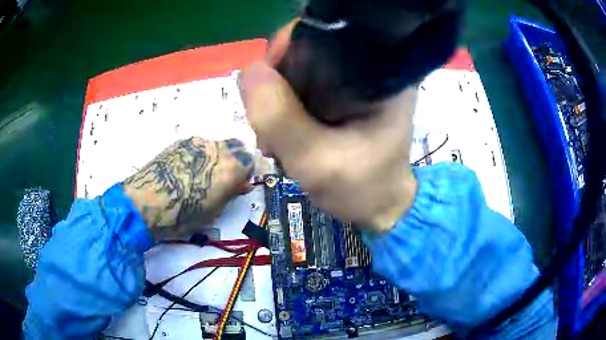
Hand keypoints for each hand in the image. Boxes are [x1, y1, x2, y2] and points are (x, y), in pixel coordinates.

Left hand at [123, 137, 252, 239]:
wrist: (147, 201)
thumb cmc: (184, 214)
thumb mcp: (214, 211)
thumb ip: (231, 193)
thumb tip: (242, 184)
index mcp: (231, 167)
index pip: (252, 161)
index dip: (248, 172)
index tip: (241, 183)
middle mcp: (217, 148)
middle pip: (236, 147)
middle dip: (235, 160)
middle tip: (224, 178)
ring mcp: (197, 142)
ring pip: (215, 145)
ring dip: (216, 157)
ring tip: (201, 174)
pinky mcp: (180, 142)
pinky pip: (197, 147)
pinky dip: (199, 156)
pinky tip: (185, 170)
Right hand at [240, 63, 417, 233]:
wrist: (379, 208)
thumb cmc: (361, 189)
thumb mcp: (316, 160)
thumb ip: (280, 118)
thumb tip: (247, 70)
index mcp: (382, 73)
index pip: (324, 35)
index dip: (286, 51)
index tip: (264, 87)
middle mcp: (371, 68)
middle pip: (308, 51)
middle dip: (278, 84)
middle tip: (269, 127)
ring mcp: (356, 81)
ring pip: (301, 70)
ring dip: (278, 100)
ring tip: (276, 139)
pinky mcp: (344, 95)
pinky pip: (304, 87)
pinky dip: (286, 107)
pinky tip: (284, 135)